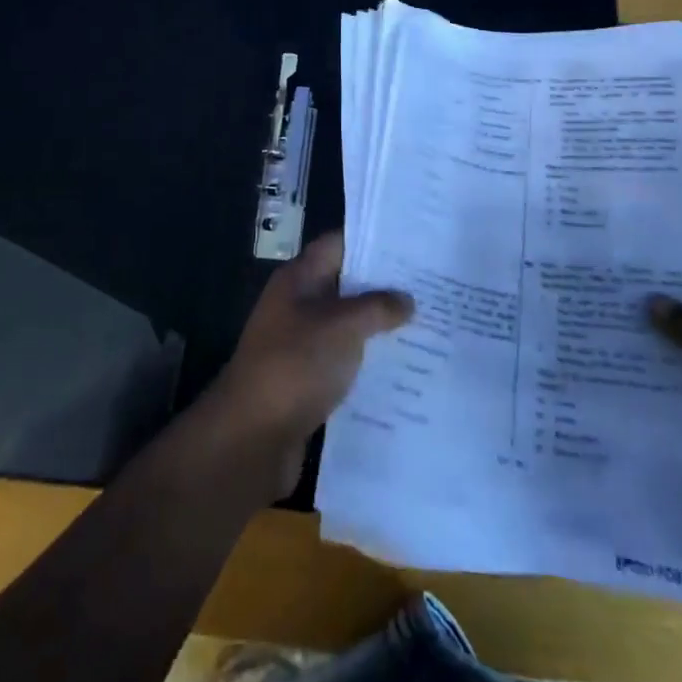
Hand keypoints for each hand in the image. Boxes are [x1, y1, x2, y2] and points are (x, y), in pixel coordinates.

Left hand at [203, 232, 413, 495]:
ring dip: (379, 328)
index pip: (339, 244)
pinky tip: (404, 370)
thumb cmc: (295, 365)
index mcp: (299, 279)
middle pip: (346, 285)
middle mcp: (298, 306)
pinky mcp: (307, 382)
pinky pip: (344, 363)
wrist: (251, 439)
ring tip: (427, 326)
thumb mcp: (342, 326)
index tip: (413, 245)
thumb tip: (406, 299)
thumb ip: (377, 307)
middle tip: (430, 287)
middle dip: (384, 287)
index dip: (373, 241)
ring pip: (348, 326)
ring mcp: (301, 345)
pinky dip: (369, 364)